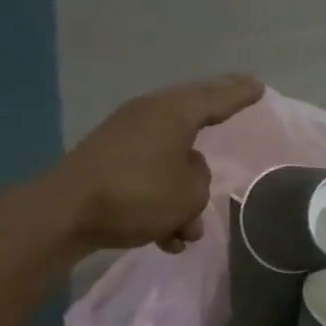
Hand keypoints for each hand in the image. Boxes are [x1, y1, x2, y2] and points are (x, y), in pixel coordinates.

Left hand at [50, 75, 263, 252]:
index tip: (258, 86)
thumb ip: (201, 177)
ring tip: (188, 232)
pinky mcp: (108, 164)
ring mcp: (125, 139)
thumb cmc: (139, 194)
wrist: (68, 213)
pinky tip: (164, 239)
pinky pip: (147, 180)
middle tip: (237, 107)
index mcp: (173, 113)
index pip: (216, 97)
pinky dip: (159, 205)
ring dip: (183, 196)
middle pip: (191, 120)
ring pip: (170, 162)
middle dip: (213, 129)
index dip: (239, 94)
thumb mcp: (190, 192)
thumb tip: (186, 169)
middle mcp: (149, 116)